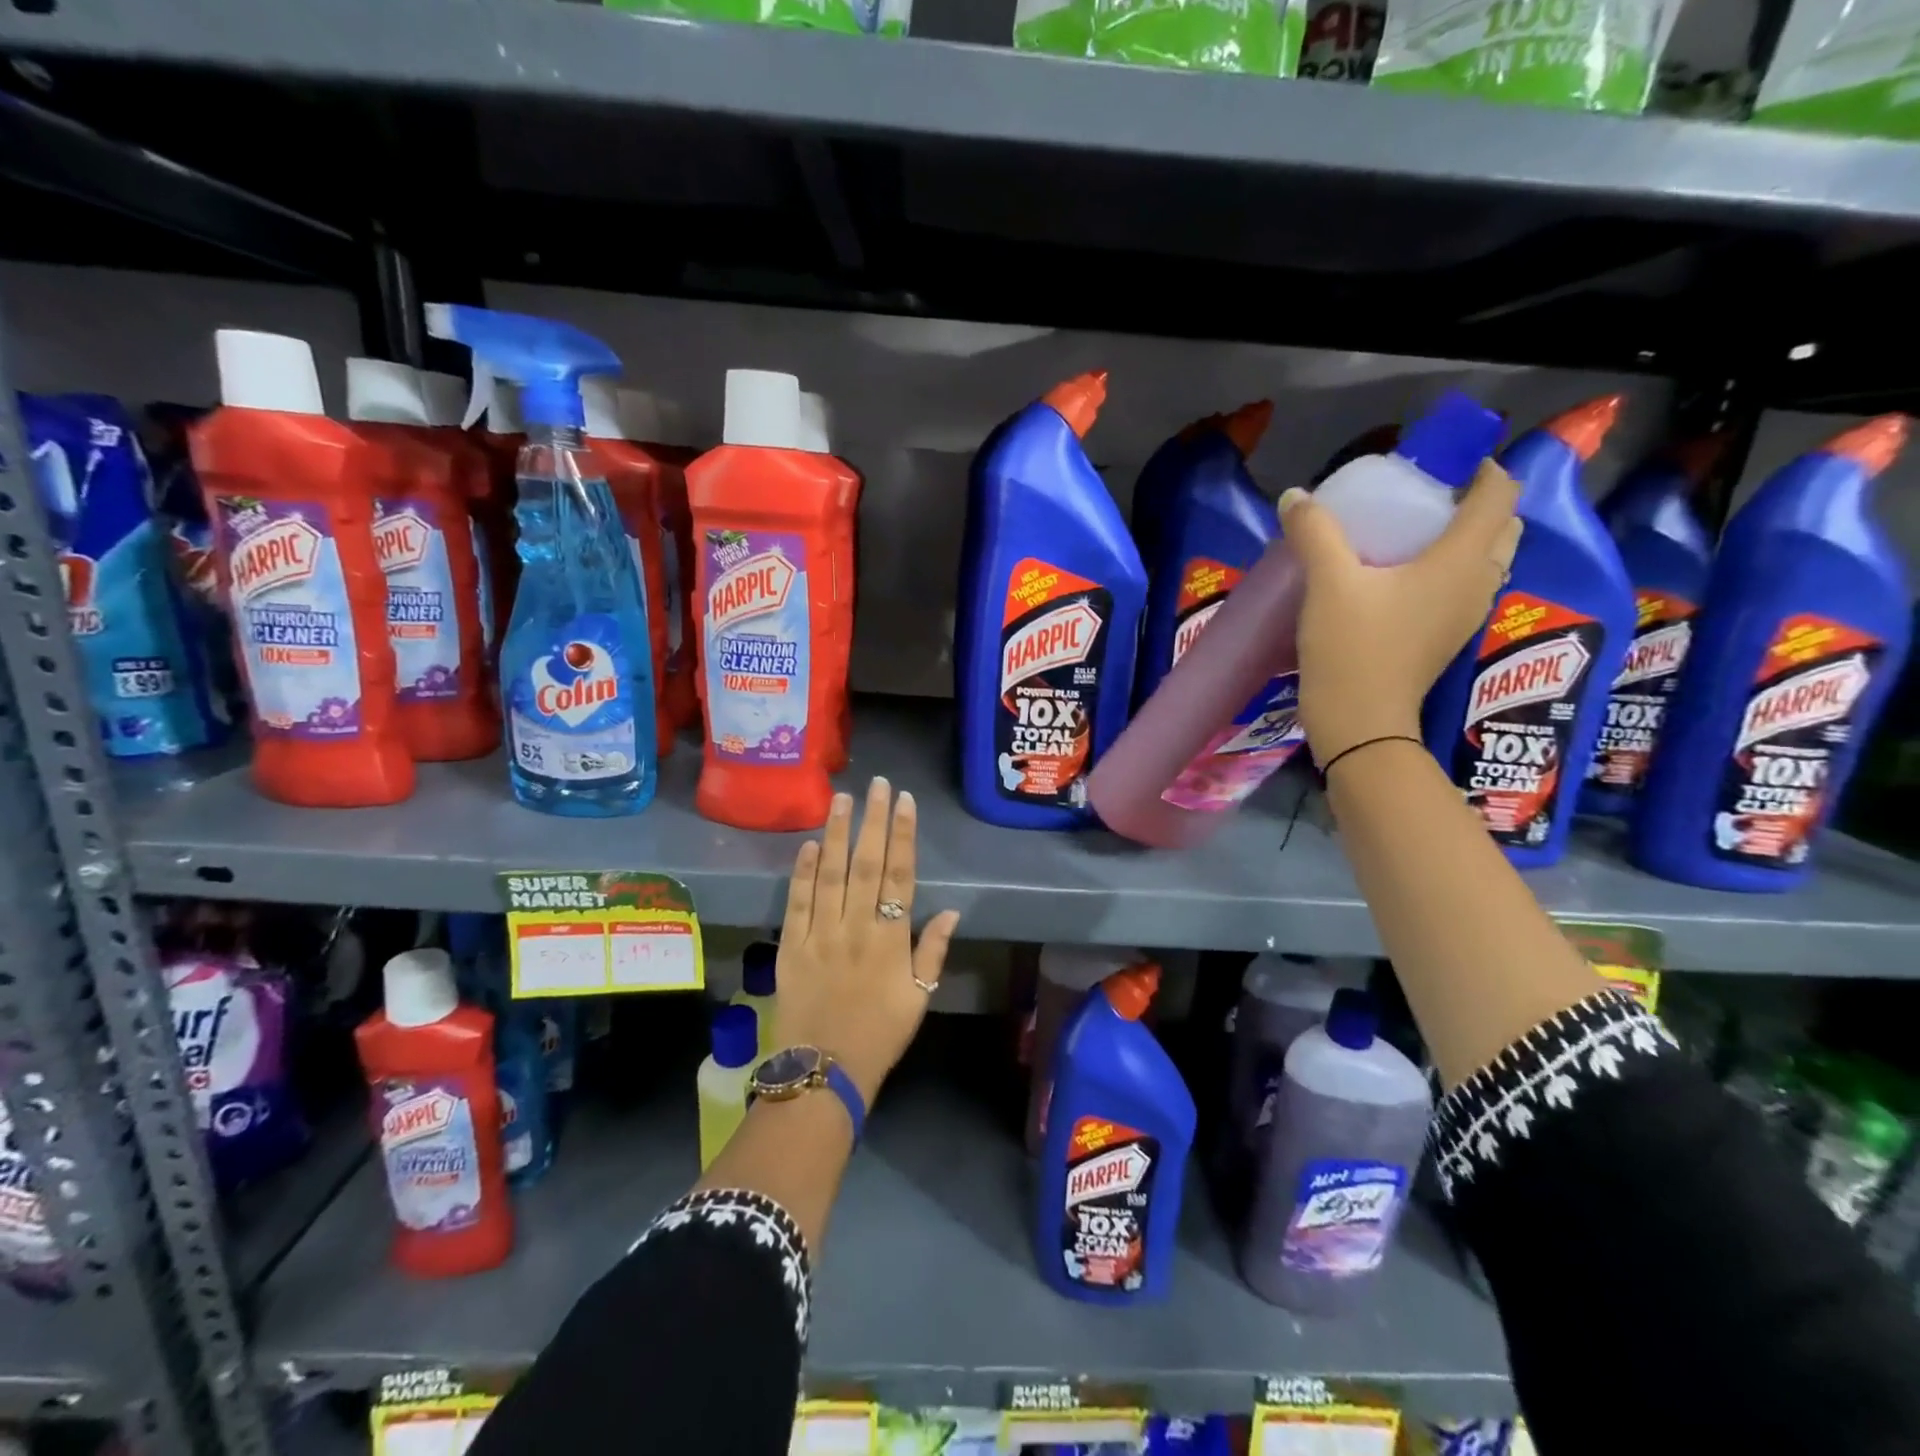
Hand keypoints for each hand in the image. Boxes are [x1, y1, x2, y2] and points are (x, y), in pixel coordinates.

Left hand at [774, 778, 961, 1105]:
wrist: (825, 1071)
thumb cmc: (880, 1035)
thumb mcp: (919, 998)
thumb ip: (933, 951)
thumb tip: (951, 909)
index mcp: (890, 939)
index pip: (899, 875)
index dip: (902, 835)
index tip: (904, 802)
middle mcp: (856, 927)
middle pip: (865, 864)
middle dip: (872, 821)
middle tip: (876, 784)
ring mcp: (820, 934)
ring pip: (829, 874)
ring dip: (836, 833)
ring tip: (841, 799)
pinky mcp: (791, 946)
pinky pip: (797, 902)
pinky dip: (802, 872)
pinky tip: (808, 844)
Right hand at [1281, 460, 1523, 766]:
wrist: (1360, 722)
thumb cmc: (1353, 647)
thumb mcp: (1328, 583)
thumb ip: (1315, 532)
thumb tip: (1295, 497)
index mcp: (1464, 559)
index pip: (1500, 494)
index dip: (1480, 469)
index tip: (1439, 465)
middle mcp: (1479, 581)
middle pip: (1501, 525)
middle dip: (1473, 502)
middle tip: (1422, 499)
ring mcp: (1467, 613)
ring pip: (1486, 558)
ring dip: (1463, 538)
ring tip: (1411, 535)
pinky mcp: (1447, 636)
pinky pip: (1464, 586)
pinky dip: (1448, 568)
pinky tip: (1401, 577)